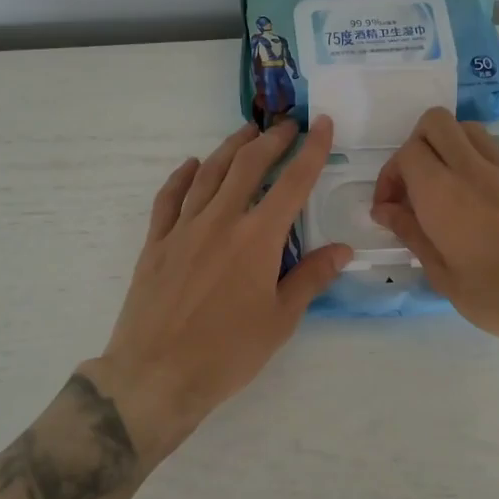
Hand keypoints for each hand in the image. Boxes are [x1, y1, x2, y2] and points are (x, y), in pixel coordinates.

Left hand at [83, 118, 351, 465]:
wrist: (156, 374)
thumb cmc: (227, 353)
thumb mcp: (280, 321)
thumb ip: (311, 278)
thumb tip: (343, 249)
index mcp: (257, 239)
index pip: (292, 182)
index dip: (311, 150)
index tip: (321, 123)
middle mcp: (221, 221)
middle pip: (248, 166)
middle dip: (271, 140)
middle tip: (286, 125)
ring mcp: (183, 229)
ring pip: (208, 174)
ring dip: (229, 149)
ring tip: (246, 133)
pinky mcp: (155, 243)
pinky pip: (168, 199)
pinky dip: (181, 177)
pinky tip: (190, 165)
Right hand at [370, 107, 498, 355]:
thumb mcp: (443, 276)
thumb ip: (411, 233)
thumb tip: (385, 209)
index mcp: (442, 192)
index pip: (406, 153)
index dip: (390, 176)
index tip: (391, 208)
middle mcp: (473, 169)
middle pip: (436, 122)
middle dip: (417, 144)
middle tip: (417, 184)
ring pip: (471, 129)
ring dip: (453, 147)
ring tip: (452, 185)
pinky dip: (492, 160)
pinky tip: (493, 192)